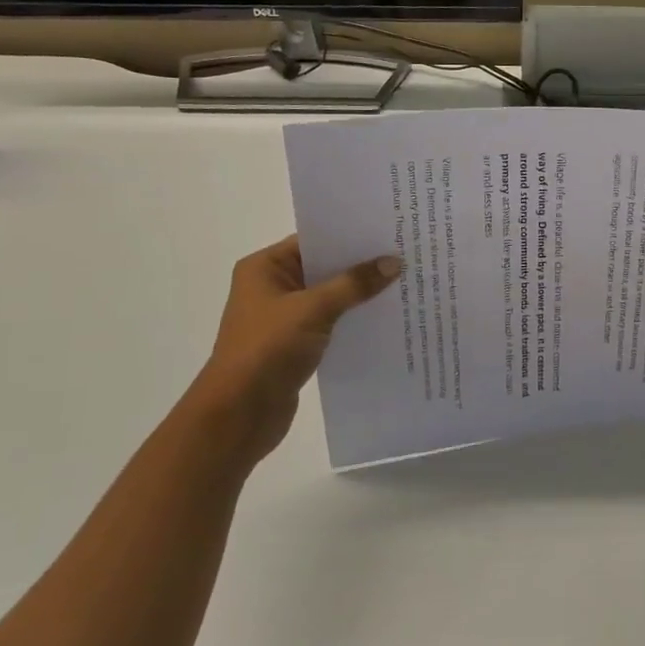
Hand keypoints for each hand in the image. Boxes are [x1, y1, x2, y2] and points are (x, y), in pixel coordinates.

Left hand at [187, 236, 399, 464]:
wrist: (239, 414)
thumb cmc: (267, 350)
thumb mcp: (313, 309)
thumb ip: (354, 284)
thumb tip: (393, 262)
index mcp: (264, 268)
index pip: (314, 240)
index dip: (350, 236)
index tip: (388, 231)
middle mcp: (272, 287)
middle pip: (324, 267)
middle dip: (361, 265)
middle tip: (405, 254)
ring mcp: (284, 317)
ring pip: (330, 296)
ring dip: (360, 294)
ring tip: (404, 282)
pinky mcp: (296, 344)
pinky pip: (331, 321)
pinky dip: (353, 319)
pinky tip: (386, 317)